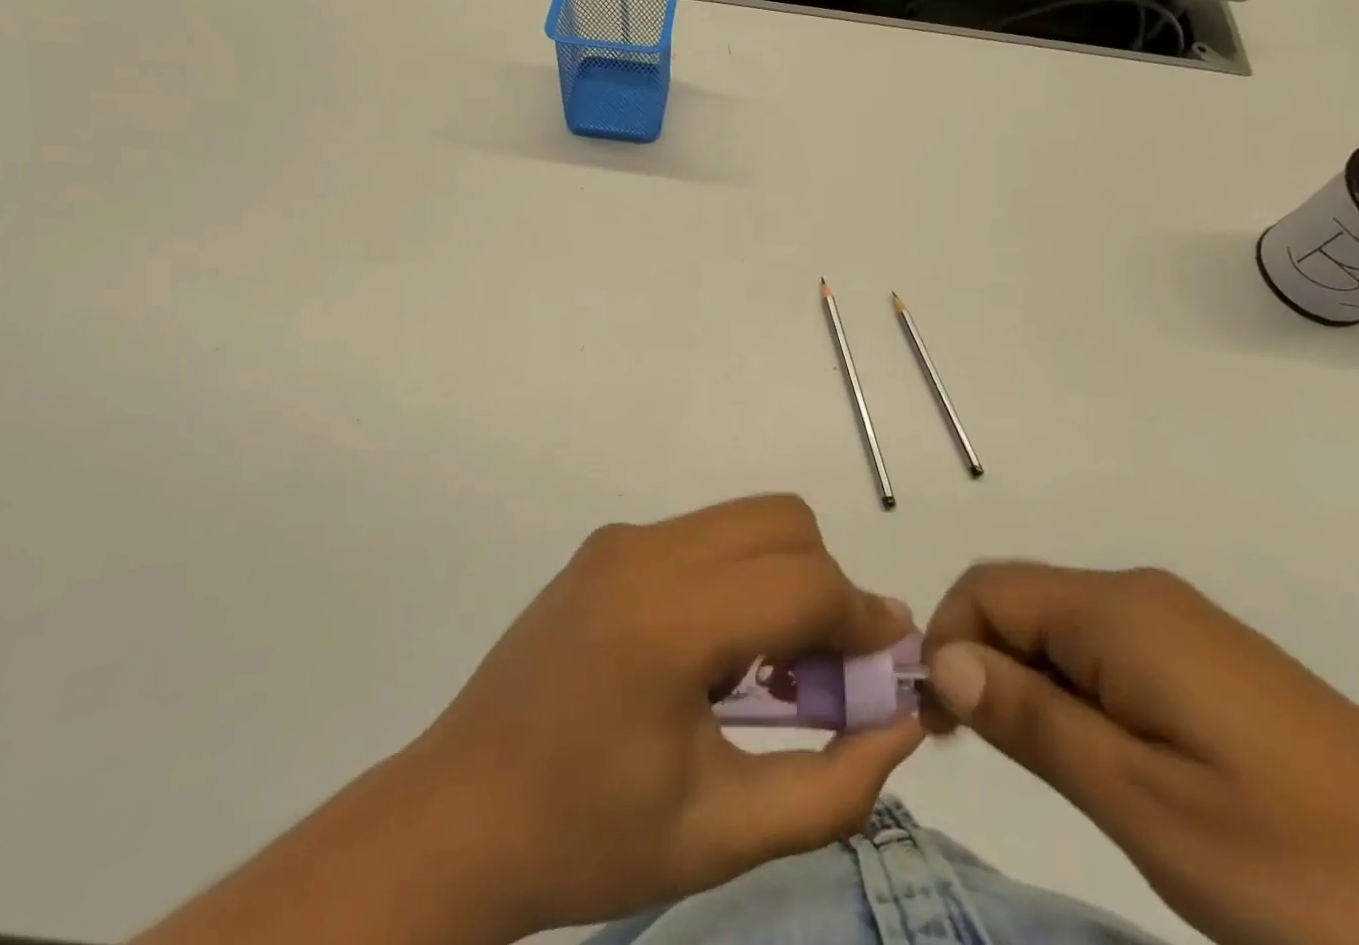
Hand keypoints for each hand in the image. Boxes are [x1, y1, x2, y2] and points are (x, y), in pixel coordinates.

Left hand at [408, 494, 922, 935]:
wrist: (456, 819)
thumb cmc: (586, 838)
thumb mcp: (722, 834)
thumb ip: (832, 785)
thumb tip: (902, 721)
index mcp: (668, 619)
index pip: (803, 583)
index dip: (862, 621)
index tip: (886, 669)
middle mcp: (645, 551)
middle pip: (782, 523)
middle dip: (825, 586)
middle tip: (826, 671)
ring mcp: (621, 540)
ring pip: (746, 521)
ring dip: (783, 577)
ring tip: (771, 667)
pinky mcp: (607, 546)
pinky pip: (704, 536)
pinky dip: (739, 575)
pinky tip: (717, 652)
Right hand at [922, 564, 1358, 944]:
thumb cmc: (1305, 866)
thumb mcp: (1144, 804)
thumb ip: (1032, 718)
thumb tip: (943, 660)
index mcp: (1117, 613)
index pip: (986, 590)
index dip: (944, 641)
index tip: (938, 727)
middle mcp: (1140, 596)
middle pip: (1019, 602)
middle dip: (980, 661)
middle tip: (979, 753)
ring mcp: (1179, 626)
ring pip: (1060, 628)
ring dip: (1025, 681)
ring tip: (1042, 766)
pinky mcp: (1207, 661)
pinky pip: (1105, 652)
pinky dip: (1073, 691)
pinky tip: (1103, 759)